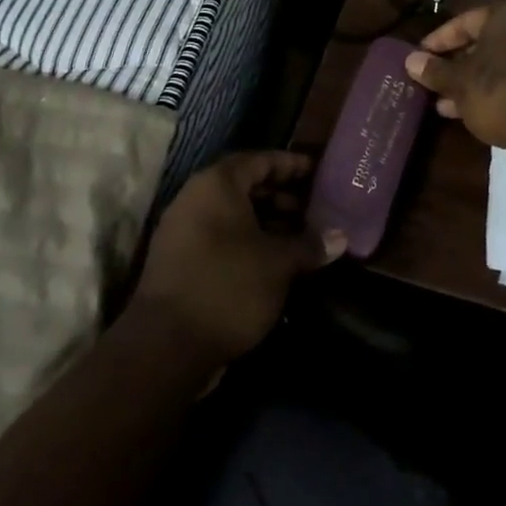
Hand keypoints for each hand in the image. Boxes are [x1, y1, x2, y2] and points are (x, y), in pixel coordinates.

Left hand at [133, 151, 345, 365]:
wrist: (165, 346)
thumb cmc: (229, 286)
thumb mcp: (279, 264)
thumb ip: (310, 244)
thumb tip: (340, 237)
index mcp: (218, 184)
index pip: (261, 160)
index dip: (292, 165)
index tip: (318, 173)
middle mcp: (195, 198)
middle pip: (245, 185)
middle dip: (281, 196)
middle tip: (313, 210)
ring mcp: (182, 230)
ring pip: (232, 214)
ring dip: (266, 222)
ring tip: (299, 239)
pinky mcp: (178, 261)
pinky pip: (219, 236)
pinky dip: (247, 241)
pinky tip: (272, 263)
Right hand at [403, 2, 505, 156]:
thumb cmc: (499, 90)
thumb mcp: (459, 81)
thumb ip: (435, 70)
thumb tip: (410, 61)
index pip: (465, 21)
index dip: (439, 39)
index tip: (419, 56)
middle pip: (482, 45)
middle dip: (454, 65)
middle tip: (430, 81)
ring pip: (496, 68)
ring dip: (468, 84)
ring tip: (441, 104)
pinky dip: (489, 96)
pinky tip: (466, 115)